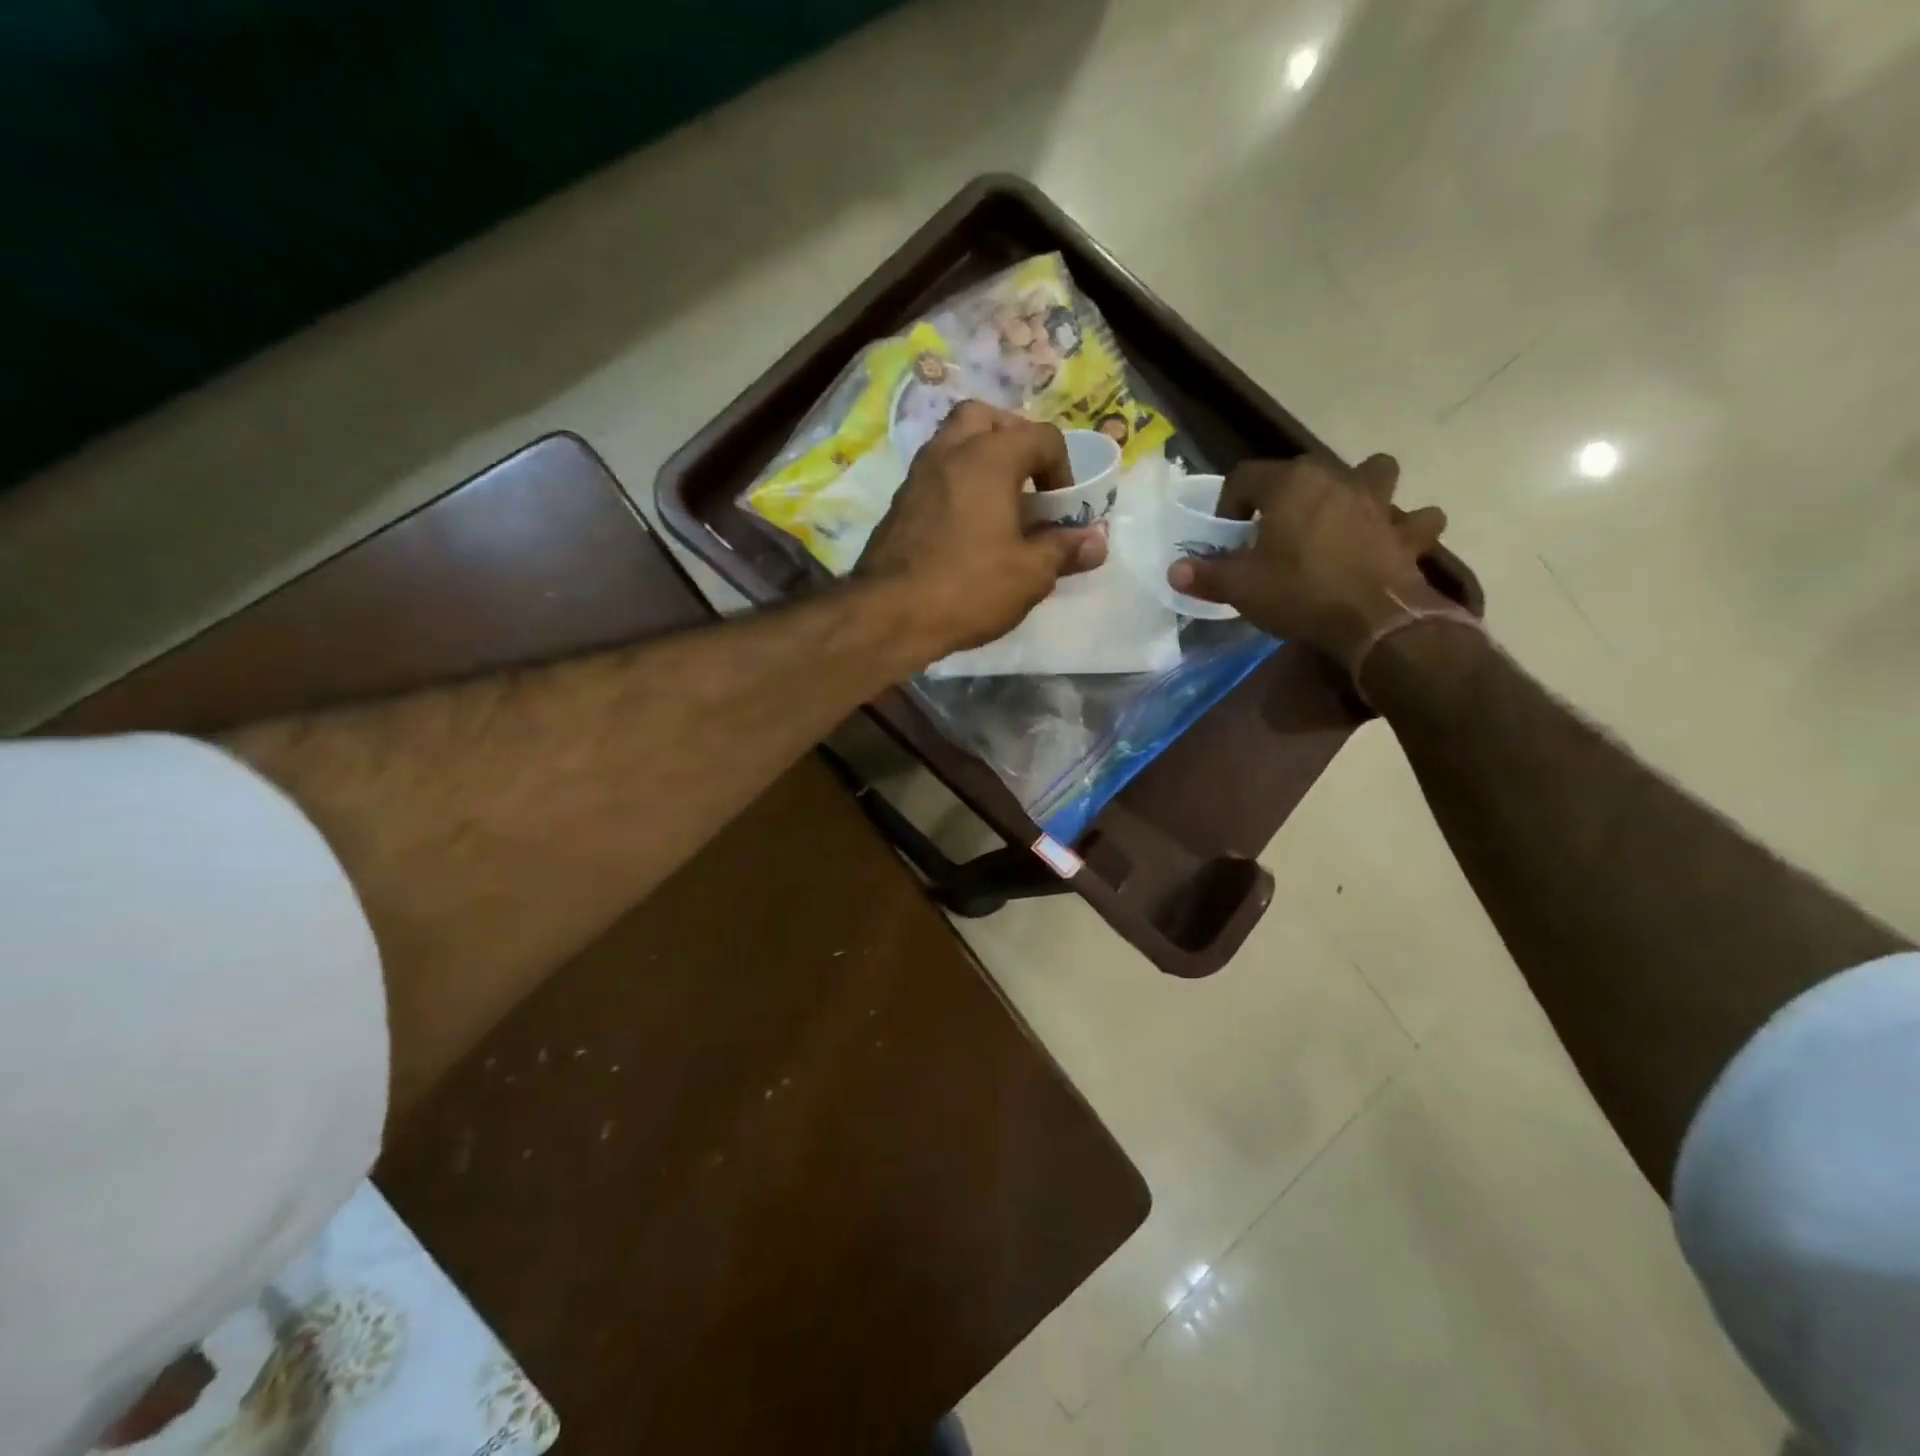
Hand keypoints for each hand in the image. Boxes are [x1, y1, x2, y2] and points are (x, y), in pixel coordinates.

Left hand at [856, 402, 1107, 659]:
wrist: (888, 615)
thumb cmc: (968, 587)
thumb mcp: (1030, 574)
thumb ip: (1064, 550)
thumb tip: (1096, 541)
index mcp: (989, 457)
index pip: (1040, 436)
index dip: (1062, 468)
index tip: (1062, 508)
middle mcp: (949, 452)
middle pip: (986, 418)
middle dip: (1013, 440)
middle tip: (1026, 481)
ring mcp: (917, 476)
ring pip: (953, 442)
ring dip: (981, 461)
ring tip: (1000, 504)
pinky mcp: (898, 504)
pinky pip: (935, 475)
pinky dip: (956, 484)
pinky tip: (967, 527)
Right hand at [1167, 454, 1450, 662]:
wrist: (1374, 620)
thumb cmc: (1300, 592)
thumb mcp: (1240, 587)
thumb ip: (1205, 576)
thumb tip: (1174, 572)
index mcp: (1290, 484)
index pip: (1245, 476)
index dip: (1228, 504)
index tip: (1225, 535)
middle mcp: (1336, 479)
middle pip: (1304, 470)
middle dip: (1285, 494)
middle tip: (1272, 530)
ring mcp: (1379, 502)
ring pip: (1375, 473)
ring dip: (1361, 487)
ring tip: (1344, 515)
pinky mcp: (1408, 532)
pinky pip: (1414, 519)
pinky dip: (1405, 527)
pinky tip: (1393, 541)